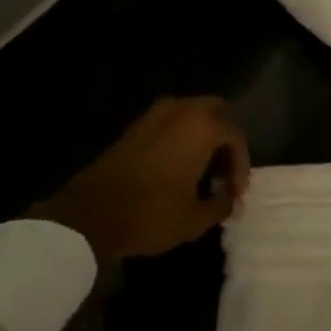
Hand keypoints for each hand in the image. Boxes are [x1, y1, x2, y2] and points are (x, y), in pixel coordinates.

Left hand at [30, 98, 250, 266]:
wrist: (89, 215)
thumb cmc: (151, 214)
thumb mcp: (195, 218)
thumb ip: (221, 204)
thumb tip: (229, 198)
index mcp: (201, 127)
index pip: (235, 136)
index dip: (241, 166)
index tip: (236, 194)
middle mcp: (180, 111)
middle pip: (216, 111)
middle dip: (225, 139)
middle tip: (224, 171)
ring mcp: (153, 116)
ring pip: (190, 114)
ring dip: (202, 136)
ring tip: (202, 170)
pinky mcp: (133, 128)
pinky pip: (169, 123)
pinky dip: (180, 138)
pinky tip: (177, 169)